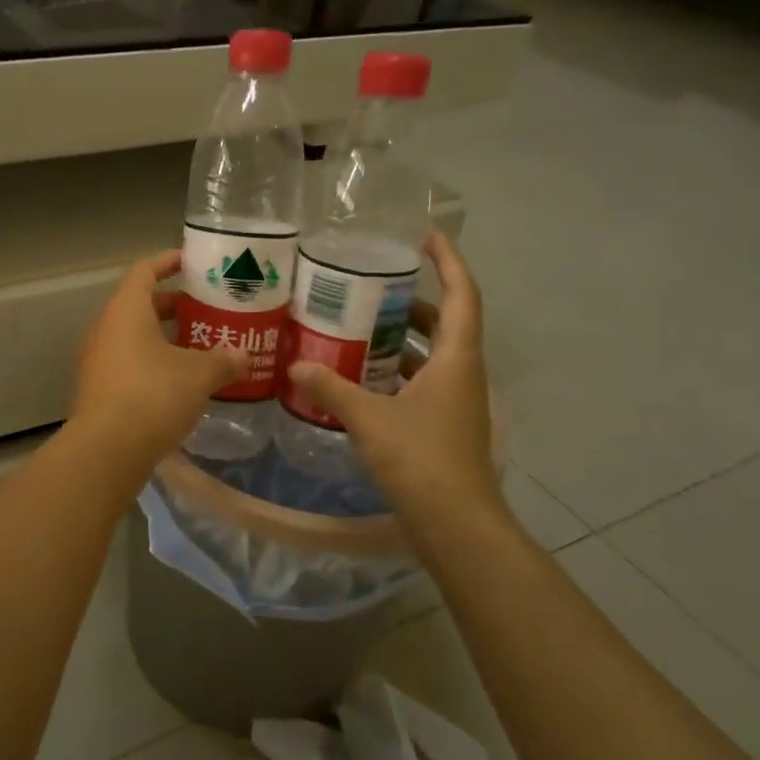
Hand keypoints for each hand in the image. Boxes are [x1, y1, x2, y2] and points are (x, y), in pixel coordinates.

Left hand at [71, 251, 249, 470]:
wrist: (107, 449)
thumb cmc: (153, 395)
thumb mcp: (198, 375)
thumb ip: (223, 360)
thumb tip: (243, 357)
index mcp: (126, 310)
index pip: (145, 271)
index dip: (168, 262)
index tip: (192, 261)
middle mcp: (106, 328)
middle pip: (140, 304)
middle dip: (173, 304)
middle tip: (206, 308)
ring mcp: (98, 359)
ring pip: (134, 336)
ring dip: (164, 337)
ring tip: (200, 345)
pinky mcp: (99, 388)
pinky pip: (128, 362)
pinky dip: (153, 362)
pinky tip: (180, 380)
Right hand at [285, 231, 504, 536]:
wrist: (455, 524)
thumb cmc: (420, 458)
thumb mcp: (368, 417)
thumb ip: (331, 387)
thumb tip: (296, 364)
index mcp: (457, 359)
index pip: (462, 295)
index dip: (449, 261)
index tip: (424, 236)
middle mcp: (464, 374)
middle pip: (448, 323)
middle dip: (415, 301)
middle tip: (374, 285)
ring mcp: (457, 402)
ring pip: (434, 356)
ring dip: (405, 338)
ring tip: (360, 325)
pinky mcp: (445, 425)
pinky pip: (423, 382)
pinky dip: (398, 372)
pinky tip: (362, 376)